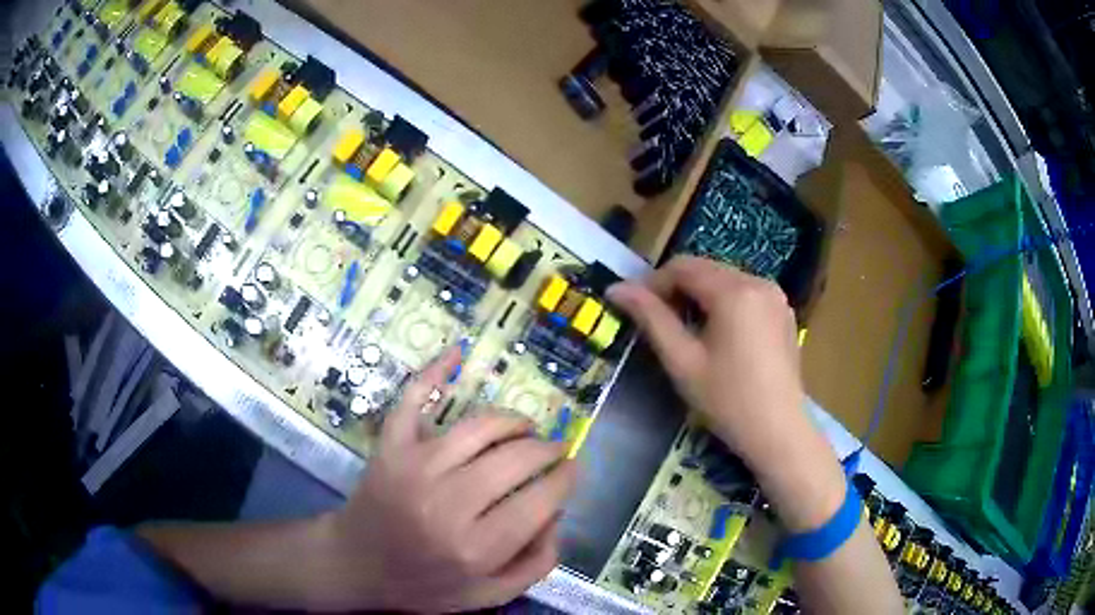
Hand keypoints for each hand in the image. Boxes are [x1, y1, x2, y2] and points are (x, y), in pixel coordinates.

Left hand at [311, 347, 577, 612]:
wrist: (356, 566)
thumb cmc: (424, 585)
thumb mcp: (488, 595)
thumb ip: (535, 564)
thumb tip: (558, 514)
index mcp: (477, 547)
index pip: (541, 498)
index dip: (566, 477)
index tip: (573, 468)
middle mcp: (448, 504)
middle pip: (516, 458)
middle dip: (547, 449)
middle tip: (554, 450)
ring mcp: (414, 468)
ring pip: (479, 426)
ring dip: (512, 421)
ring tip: (525, 428)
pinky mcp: (389, 448)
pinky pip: (411, 400)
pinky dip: (433, 372)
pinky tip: (456, 352)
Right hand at [607, 256, 802, 465]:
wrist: (778, 432)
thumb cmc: (727, 400)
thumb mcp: (683, 361)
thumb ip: (651, 318)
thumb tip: (616, 288)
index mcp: (734, 291)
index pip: (682, 266)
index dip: (653, 283)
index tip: (637, 310)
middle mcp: (758, 282)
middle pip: (706, 269)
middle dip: (678, 289)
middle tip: (660, 324)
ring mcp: (776, 296)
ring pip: (725, 280)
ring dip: (701, 296)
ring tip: (688, 332)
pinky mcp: (783, 312)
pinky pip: (746, 294)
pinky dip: (725, 304)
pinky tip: (719, 336)